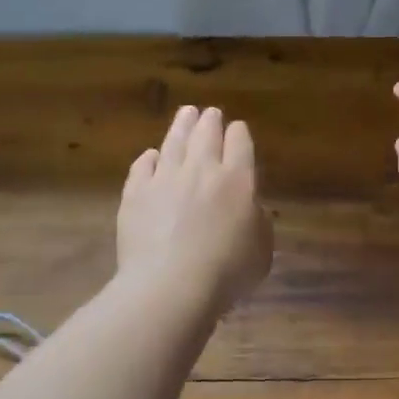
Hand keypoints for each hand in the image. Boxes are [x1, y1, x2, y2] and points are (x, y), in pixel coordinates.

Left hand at [119, 105, 273, 310]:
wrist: (171, 285)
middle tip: (210, 113)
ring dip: (182, 125)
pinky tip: (151, 155)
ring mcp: (165, 178)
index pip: (240, 142)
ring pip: (174, 141)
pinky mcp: (135, 194)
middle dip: (210, 120)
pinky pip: (142, 166)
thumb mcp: (262, 249)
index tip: (238, 130)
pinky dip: (149, 157)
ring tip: (186, 113)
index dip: (239, 133)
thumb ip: (259, 221)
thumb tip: (250, 208)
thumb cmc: (227, 271)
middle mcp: (201, 169)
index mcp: (238, 179)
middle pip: (206, 134)